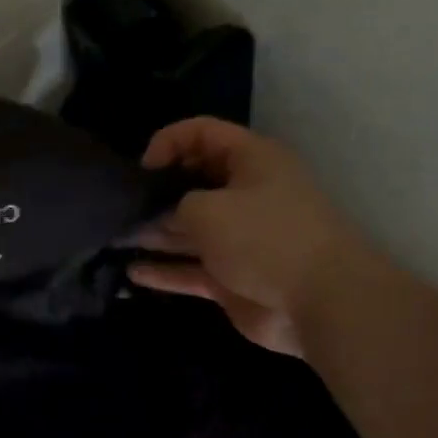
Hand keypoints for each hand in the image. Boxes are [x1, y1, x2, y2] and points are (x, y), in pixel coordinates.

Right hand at [129, 118, 359, 355]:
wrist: (322, 303)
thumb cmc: (264, 237)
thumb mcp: (206, 209)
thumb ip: (173, 207)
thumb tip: (159, 219)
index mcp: (251, 161)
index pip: (202, 134)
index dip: (168, 143)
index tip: (142, 170)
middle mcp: (245, 194)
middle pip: (192, 183)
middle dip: (155, 194)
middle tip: (120, 208)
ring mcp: (239, 239)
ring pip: (188, 230)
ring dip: (154, 235)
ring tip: (115, 239)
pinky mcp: (232, 277)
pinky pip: (191, 269)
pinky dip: (164, 271)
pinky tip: (132, 274)